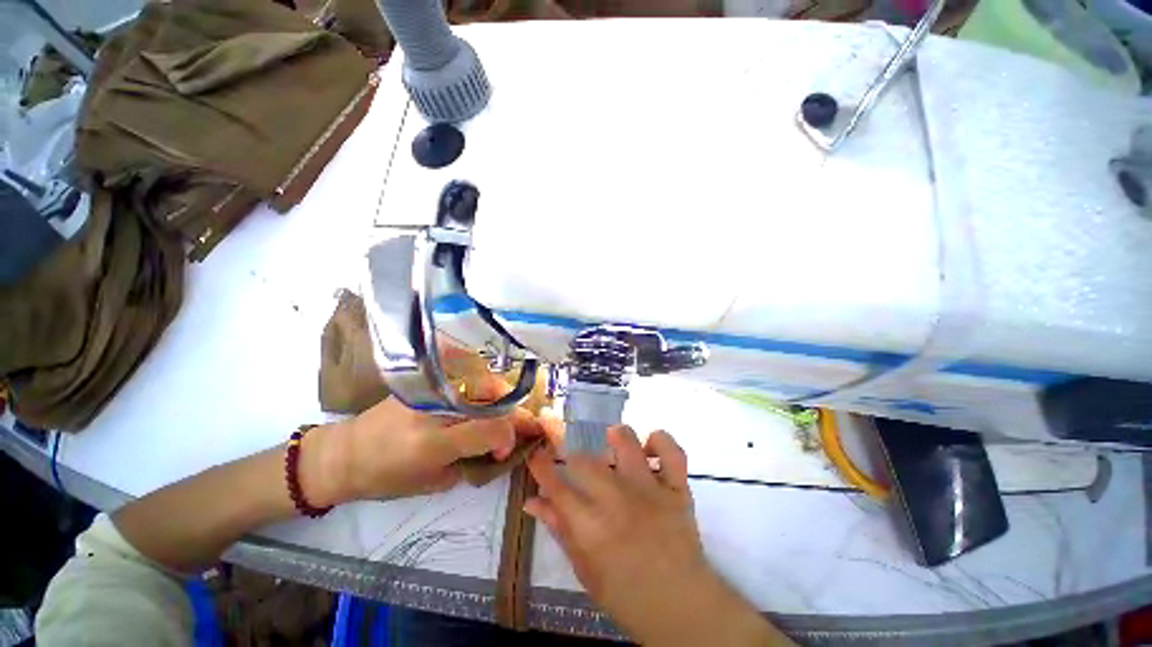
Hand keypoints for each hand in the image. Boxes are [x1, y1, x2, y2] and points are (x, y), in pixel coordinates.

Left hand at [303, 395, 542, 505]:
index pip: (491, 428)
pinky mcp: (426, 381)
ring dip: (501, 396)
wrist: (345, 454)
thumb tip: (497, 446)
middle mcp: (435, 409)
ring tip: (505, 410)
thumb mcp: (433, 483)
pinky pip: (465, 376)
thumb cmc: (385, 479)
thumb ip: (470, 462)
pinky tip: (486, 397)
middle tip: (521, 424)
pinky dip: (484, 386)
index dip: (508, 437)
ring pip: (482, 381)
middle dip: (513, 412)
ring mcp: (430, 389)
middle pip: (492, 397)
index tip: (504, 450)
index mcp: (434, 442)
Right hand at [526, 426, 790, 646]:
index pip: (557, 486)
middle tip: (574, 456)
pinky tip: (648, 450)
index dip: (541, 465)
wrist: (681, 606)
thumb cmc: (626, 595)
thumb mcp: (584, 569)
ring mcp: (650, 490)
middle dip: (572, 451)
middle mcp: (618, 500)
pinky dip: (660, 441)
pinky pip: (671, 451)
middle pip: (586, 461)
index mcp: (591, 527)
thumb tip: (532, 500)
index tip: (536, 452)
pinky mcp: (677, 488)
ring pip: (627, 443)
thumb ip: (559, 529)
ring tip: (611, 441)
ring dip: (616, 436)